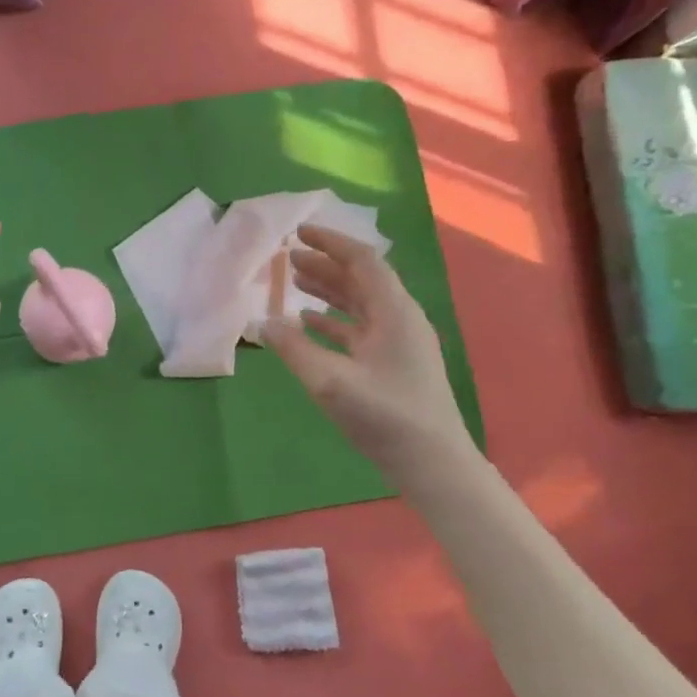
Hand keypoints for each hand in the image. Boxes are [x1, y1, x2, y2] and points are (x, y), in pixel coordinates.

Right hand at [263, 225, 468, 472]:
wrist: (433, 463)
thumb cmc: (386, 417)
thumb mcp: (332, 382)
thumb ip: (294, 349)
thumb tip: (263, 322)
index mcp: (394, 312)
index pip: (362, 261)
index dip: (330, 242)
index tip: (298, 232)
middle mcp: (399, 319)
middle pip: (361, 279)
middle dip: (324, 265)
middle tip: (288, 257)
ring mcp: (398, 343)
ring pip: (359, 304)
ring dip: (328, 290)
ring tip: (294, 282)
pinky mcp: (392, 365)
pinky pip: (359, 330)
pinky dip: (333, 321)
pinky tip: (308, 324)